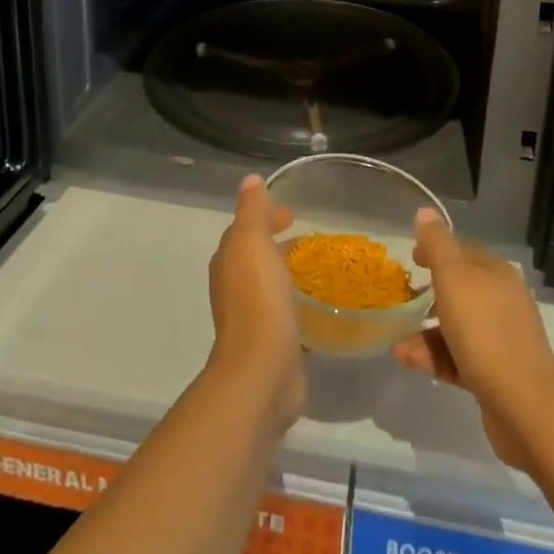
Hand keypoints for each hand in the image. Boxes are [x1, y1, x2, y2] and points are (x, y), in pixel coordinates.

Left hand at [206, 175, 304, 428]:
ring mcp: (253, 319)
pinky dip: (301, 306)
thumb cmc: (257, 300)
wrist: (261, 373)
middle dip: (279, 244)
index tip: (292, 213)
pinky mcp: (274, 345)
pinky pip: (288, 316)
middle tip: (311, 238)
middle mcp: (235, 288)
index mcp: (229, 262)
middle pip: (257, 257)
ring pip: (272, 286)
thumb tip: (250, 180)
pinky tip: (324, 307)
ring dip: (291, 275)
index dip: (265, 216)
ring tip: (322, 268)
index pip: (244, 229)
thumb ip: (252, 210)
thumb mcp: (252, 242)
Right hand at [392, 209, 553, 470]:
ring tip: (397, 343)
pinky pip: (458, 357)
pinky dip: (434, 356)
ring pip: (456, 327)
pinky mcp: (495, 374)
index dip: (435, 250)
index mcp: (495, 272)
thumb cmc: (484, 330)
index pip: (462, 251)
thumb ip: (437, 244)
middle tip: (401, 300)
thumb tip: (425, 212)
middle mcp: (501, 300)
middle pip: (459, 290)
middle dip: (428, 295)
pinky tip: (408, 360)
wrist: (524, 404)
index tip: (410, 260)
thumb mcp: (453, 277)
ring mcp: (500, 338)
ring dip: (425, 332)